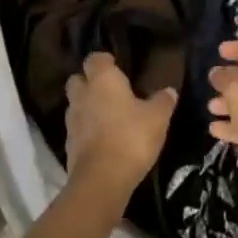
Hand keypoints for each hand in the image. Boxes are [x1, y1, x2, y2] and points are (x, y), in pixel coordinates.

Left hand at [64, 53, 176, 197]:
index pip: (95, 58)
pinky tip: (102, 139)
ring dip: (87, 107)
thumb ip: (163, 101)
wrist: (102, 179)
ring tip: (107, 117)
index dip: (105, 61)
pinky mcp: (68, 144)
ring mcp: (71, 120)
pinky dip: (86, 131)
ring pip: (75, 105)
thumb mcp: (157, 118)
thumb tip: (169, 90)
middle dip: (89, 82)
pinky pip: (77, 129)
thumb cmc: (131, 137)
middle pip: (78, 79)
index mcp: (102, 80)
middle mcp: (82, 94)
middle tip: (109, 91)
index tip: (116, 66)